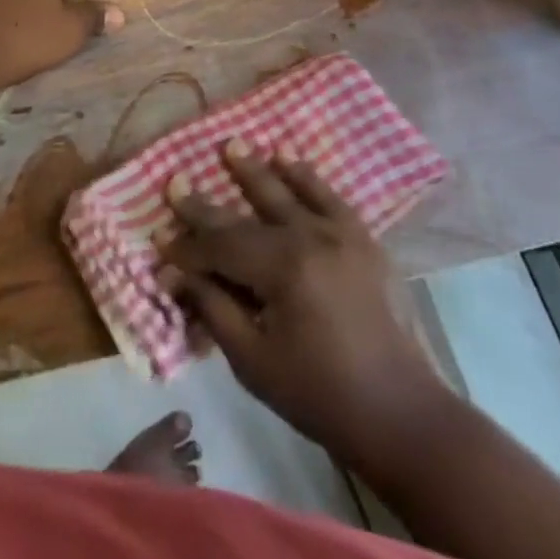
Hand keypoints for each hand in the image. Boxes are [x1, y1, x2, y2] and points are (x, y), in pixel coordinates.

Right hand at [159, 142, 452, 454]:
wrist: (400, 413)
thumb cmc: (319, 395)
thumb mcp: (253, 360)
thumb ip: (213, 308)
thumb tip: (174, 275)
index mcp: (282, 270)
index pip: (220, 248)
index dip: (188, 247)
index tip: (159, 238)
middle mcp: (309, 239)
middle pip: (245, 217)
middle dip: (206, 206)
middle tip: (176, 181)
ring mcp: (339, 234)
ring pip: (286, 192)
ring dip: (254, 171)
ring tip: (230, 145)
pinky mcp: (361, 239)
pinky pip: (328, 196)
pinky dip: (305, 176)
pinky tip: (286, 157)